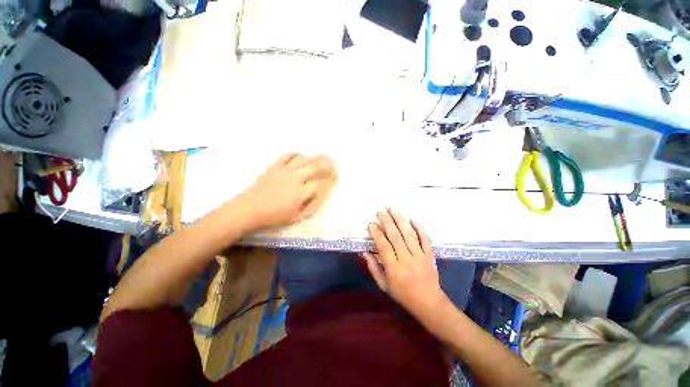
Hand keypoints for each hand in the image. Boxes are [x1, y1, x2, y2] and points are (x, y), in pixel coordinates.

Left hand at [235, 153, 335, 229]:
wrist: (250, 209)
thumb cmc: (274, 216)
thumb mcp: (296, 217)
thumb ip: (311, 206)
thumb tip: (320, 196)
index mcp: (301, 192)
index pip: (320, 183)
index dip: (329, 180)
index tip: (334, 178)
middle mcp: (295, 178)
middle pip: (314, 166)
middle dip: (326, 164)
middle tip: (332, 162)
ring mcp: (284, 170)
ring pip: (303, 159)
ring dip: (312, 157)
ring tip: (318, 157)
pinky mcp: (274, 167)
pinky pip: (287, 156)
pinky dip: (295, 154)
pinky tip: (300, 156)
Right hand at [362, 208, 448, 318]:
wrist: (429, 302)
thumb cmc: (402, 294)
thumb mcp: (383, 285)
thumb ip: (373, 268)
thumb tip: (364, 252)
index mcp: (394, 269)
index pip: (384, 247)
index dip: (377, 234)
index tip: (371, 223)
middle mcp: (407, 260)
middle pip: (396, 237)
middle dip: (387, 222)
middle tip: (381, 210)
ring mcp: (420, 256)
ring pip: (409, 235)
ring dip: (401, 220)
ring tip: (393, 209)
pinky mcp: (429, 255)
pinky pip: (425, 239)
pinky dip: (420, 228)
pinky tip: (414, 218)